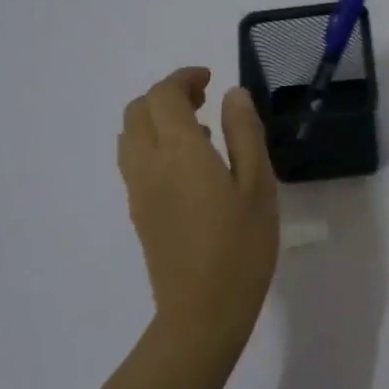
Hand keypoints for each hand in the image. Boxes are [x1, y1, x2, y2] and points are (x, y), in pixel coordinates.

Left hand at [119, 67, 277, 349]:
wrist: (202, 310)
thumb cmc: (241, 246)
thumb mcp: (257, 185)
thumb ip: (244, 133)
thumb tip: (233, 94)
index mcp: (179, 151)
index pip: (164, 96)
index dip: (183, 78)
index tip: (210, 78)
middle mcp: (148, 163)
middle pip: (139, 110)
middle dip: (166, 95)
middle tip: (203, 100)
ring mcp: (138, 189)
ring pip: (130, 135)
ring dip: (156, 119)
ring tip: (198, 131)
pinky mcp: (138, 211)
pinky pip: (134, 160)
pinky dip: (153, 144)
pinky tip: (188, 166)